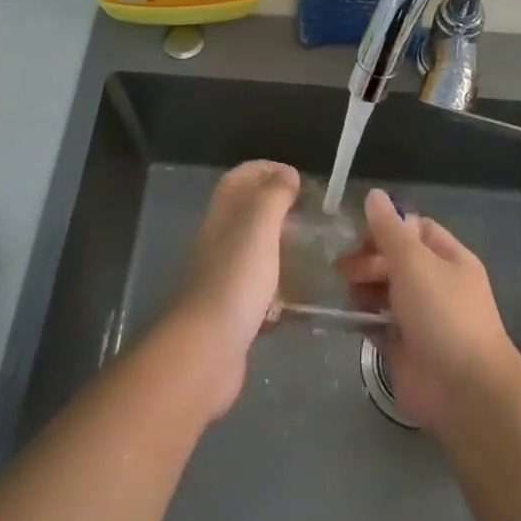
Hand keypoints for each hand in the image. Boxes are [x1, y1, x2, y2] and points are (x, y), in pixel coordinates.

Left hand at [163, 160, 300, 416]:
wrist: (207, 351)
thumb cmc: (235, 280)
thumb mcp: (258, 226)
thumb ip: (273, 195)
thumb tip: (287, 174)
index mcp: (222, 216)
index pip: (240, 178)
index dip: (265, 169)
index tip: (298, 177)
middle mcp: (220, 241)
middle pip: (247, 212)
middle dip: (278, 206)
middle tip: (311, 213)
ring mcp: (226, 277)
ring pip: (255, 250)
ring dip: (282, 246)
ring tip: (314, 249)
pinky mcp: (235, 311)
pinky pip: (261, 289)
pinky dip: (281, 287)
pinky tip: (302, 295)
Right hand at [334, 188, 520, 431]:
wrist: (464, 391)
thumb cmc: (443, 314)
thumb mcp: (414, 262)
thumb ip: (389, 229)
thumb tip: (374, 194)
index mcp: (448, 259)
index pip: (415, 229)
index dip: (388, 227)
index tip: (360, 234)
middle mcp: (436, 284)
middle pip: (396, 260)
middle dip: (369, 259)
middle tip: (345, 268)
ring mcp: (420, 317)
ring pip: (385, 291)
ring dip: (364, 287)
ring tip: (346, 291)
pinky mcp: (404, 347)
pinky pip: (378, 323)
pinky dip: (363, 318)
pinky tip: (346, 315)